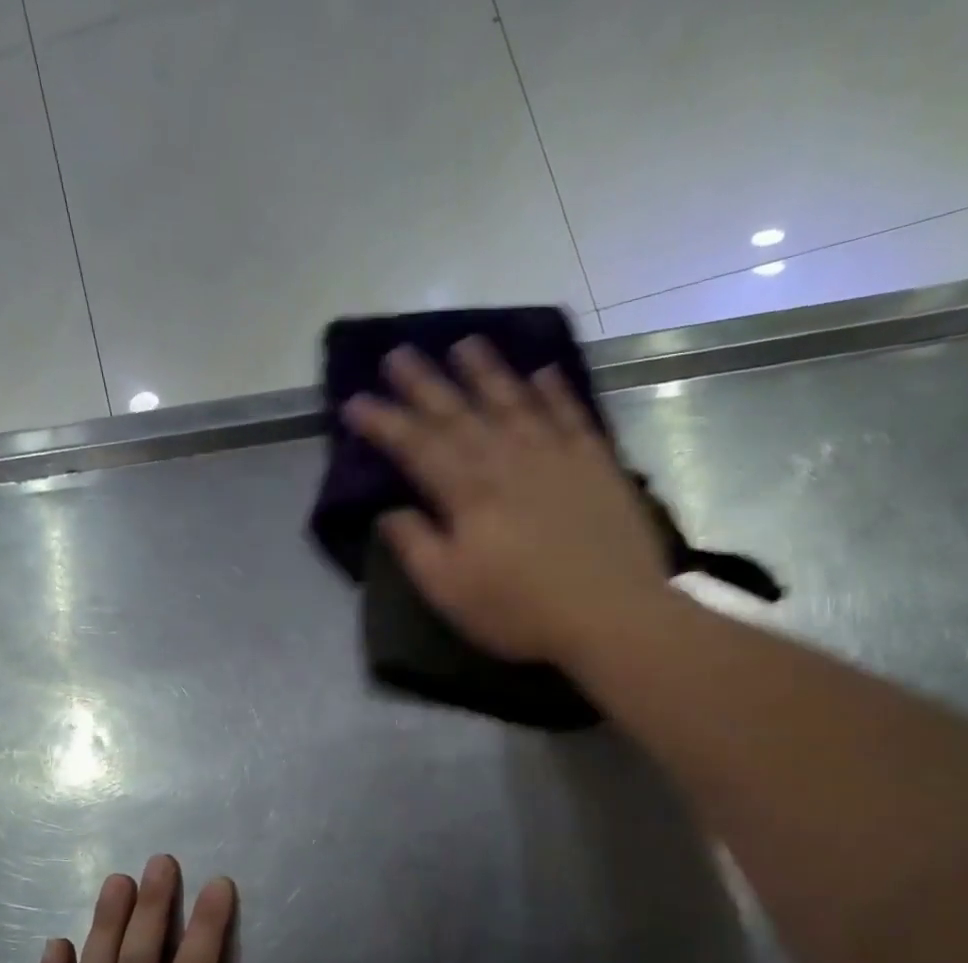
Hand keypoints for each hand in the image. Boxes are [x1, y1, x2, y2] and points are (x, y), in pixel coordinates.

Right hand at [343, 338, 665, 664]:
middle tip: (398, 353)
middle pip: (459, 413)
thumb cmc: (520, 610)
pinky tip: (543, 372)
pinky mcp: (596, 464)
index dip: (383, 423)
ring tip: (465, 344)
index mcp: (468, 493)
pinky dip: (555, 392)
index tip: (355, 402)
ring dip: (487, 372)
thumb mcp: (450, 591)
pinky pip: (571, 415)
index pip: (416, 446)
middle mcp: (508, 460)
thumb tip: (389, 512)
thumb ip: (416, 547)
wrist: (612, 614)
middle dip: (425, 383)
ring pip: (514, 401)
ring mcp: (556, 456)